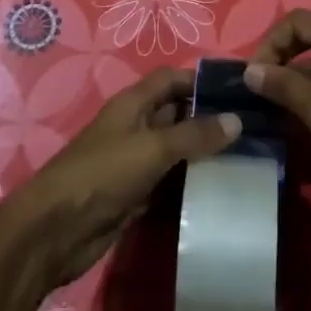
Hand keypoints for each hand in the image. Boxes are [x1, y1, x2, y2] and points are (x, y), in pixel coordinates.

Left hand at [0, 67, 240, 291]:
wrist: (55, 231)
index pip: (172, 79)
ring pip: (177, 150)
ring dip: (204, 153)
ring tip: (249, 157)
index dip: (201, 80)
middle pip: (177, 113)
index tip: (240, 91)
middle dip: (210, 118)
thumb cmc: (102, 174)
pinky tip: (222, 188)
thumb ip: (194, 134)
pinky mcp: (136, 194)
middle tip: (255, 127)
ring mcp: (135, 162)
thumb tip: (236, 120)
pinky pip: (171, 181)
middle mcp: (135, 127)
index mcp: (133, 104)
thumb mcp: (151, 148)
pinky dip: (192, 182)